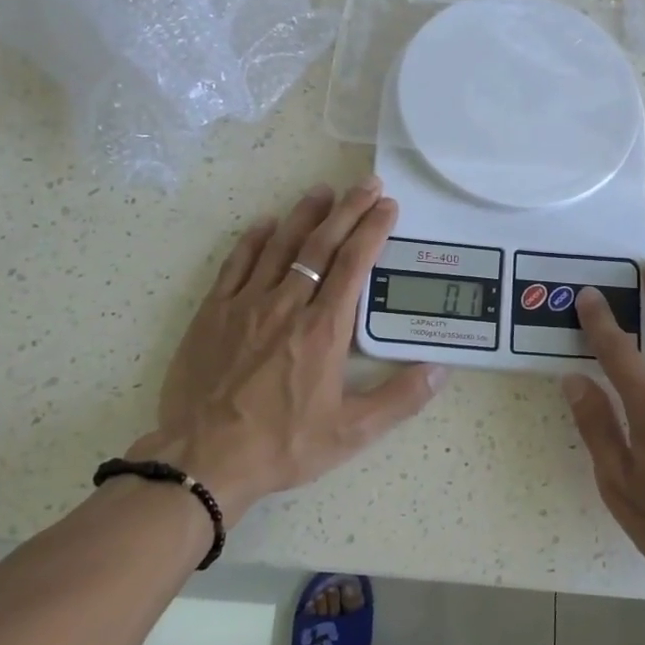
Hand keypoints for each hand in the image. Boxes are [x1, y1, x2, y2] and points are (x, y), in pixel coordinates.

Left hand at [126, 179, 445, 520]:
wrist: (204, 459)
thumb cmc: (282, 445)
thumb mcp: (351, 432)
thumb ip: (399, 399)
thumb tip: (440, 370)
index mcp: (324, 330)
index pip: (355, 264)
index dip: (373, 230)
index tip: (387, 206)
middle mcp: (287, 305)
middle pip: (322, 245)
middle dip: (348, 210)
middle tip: (366, 184)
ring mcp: (246, 305)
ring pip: (280, 246)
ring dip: (304, 215)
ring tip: (323, 192)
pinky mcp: (213, 313)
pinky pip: (235, 264)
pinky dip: (252, 240)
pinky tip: (264, 224)